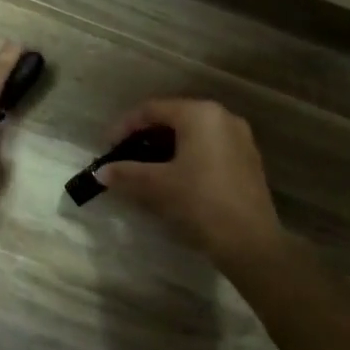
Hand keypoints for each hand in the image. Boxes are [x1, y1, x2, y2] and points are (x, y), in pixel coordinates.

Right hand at [97, 98, 283, 271]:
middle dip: (146, 136)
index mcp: (199, 114)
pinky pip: (209, 148)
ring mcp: (240, 138)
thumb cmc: (199, 201)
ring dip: (166, 147)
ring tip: (146, 168)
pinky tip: (175, 178)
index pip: (152, 110)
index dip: (125, 126)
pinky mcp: (248, 160)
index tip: (107, 147)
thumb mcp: (156, 185)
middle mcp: (222, 117)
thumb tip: (101, 172)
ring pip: (193, 134)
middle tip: (125, 156)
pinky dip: (187, 156)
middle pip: (174, 118)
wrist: (249, 240)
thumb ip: (126, 173)